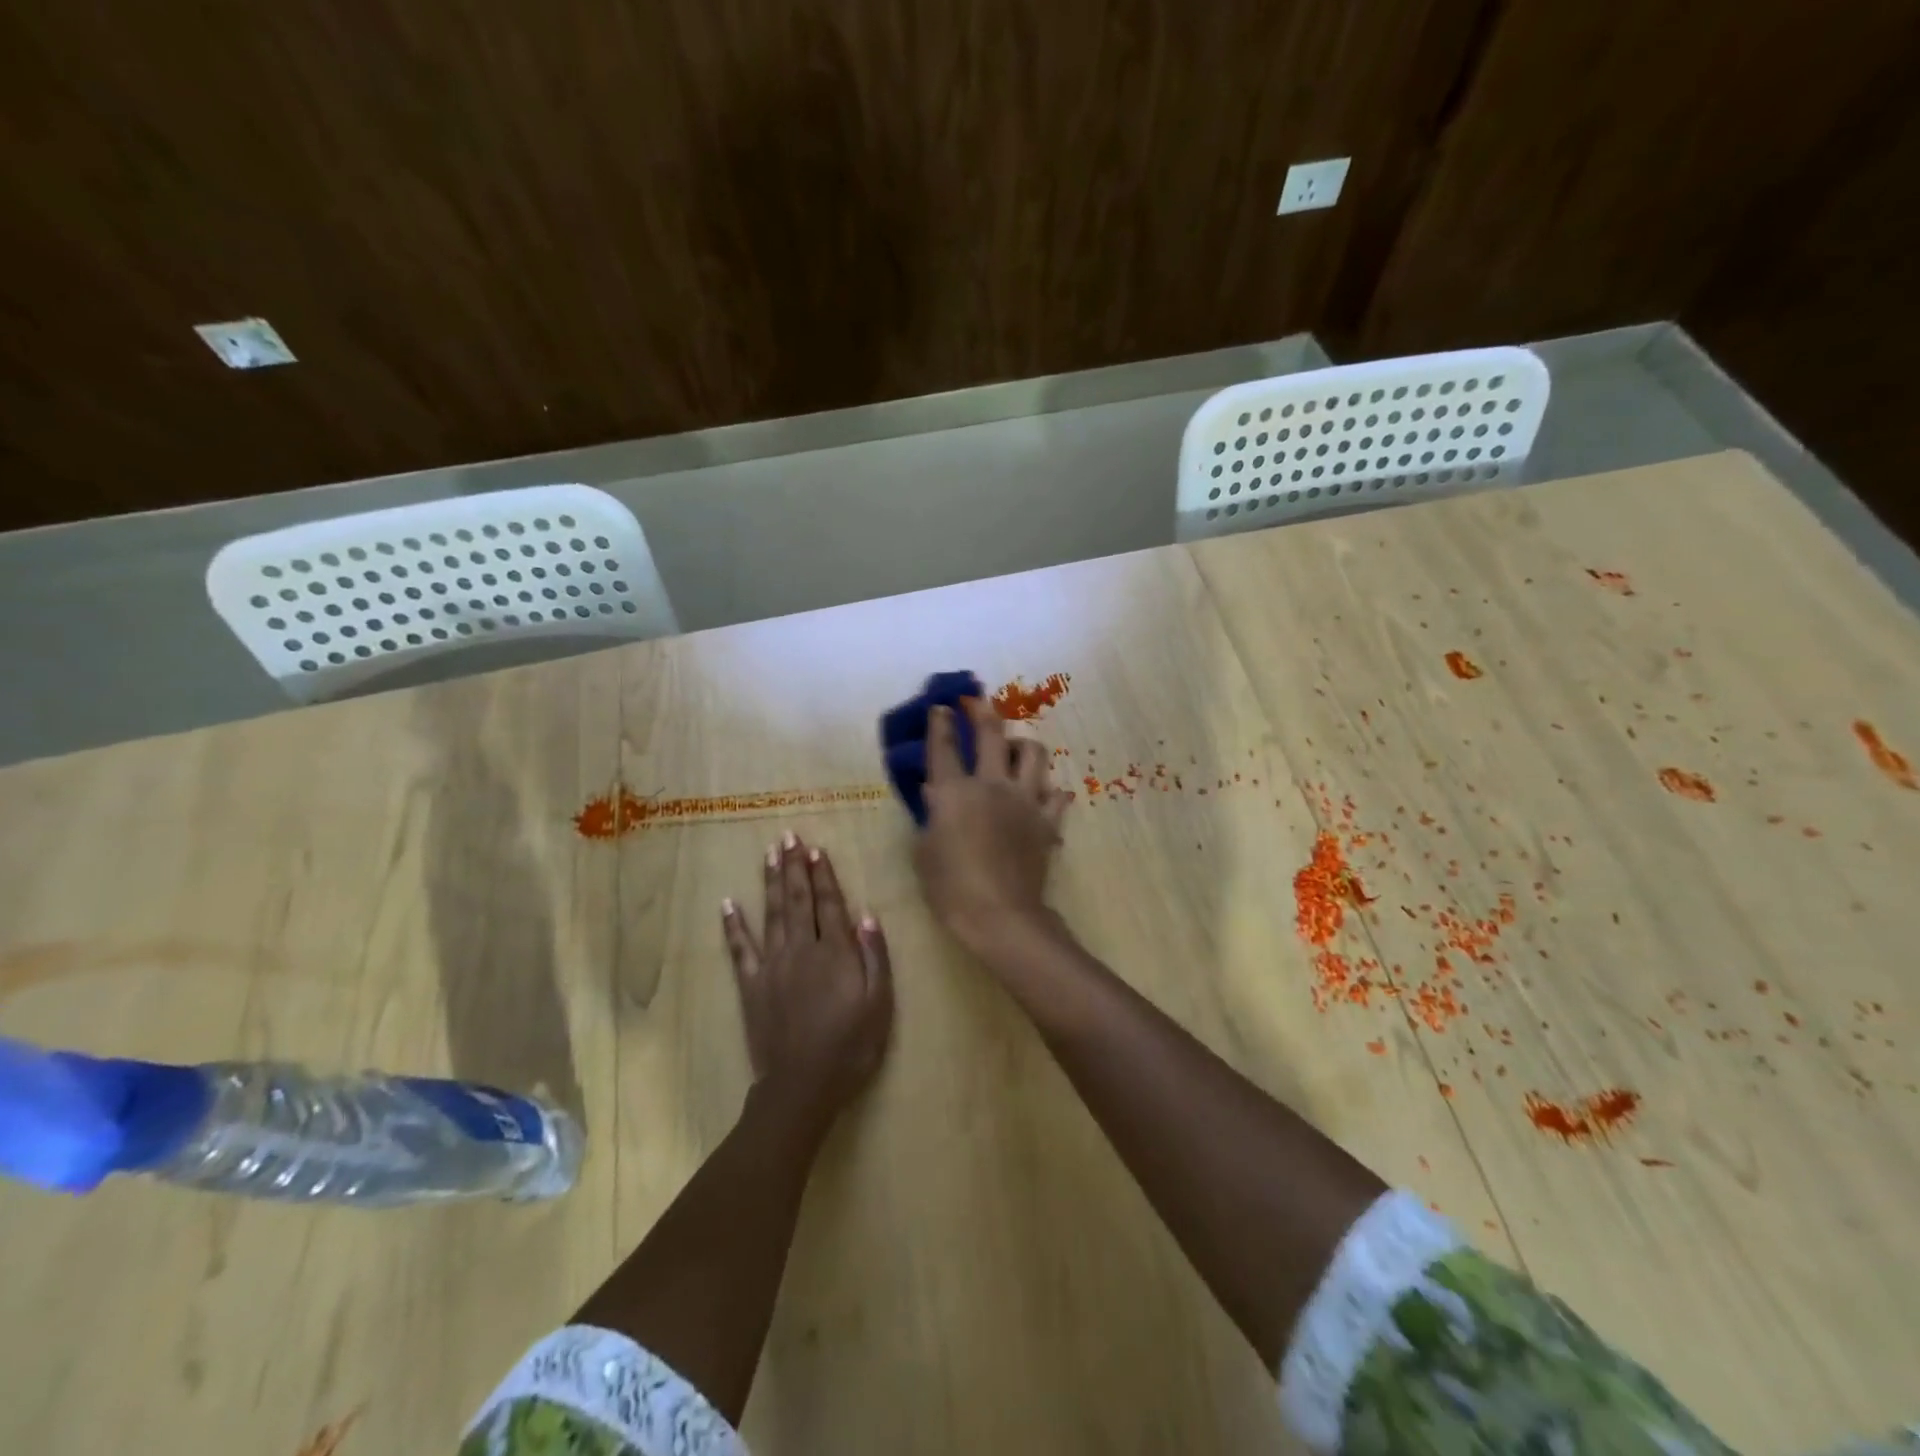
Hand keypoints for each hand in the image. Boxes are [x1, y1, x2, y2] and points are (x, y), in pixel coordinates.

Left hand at [723, 834, 893, 1123]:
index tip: (817, 849)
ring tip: (769, 853)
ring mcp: (772, 965)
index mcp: (834, 952)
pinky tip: (728, 903)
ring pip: (771, 914)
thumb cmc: (850, 1047)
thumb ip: (874, 957)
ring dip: (770, 881)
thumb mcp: (879, 1004)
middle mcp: (801, 949)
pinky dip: (733, 925)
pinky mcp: (751, 985)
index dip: (824, 875)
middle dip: (794, 866)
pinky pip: (740, 949)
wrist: (802, 1086)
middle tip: (789, 836)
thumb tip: (866, 916)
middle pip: (798, 900)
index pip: (829, 903)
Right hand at [914, 697, 1073, 955]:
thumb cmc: (951, 888)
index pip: (944, 747)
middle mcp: (991, 785)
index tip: (941, 707)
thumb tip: (935, 792)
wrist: (1000, 915)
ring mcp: (1025, 800)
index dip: (940, 723)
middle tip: (976, 702)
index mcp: (955, 792)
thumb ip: (930, 816)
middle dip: (982, 711)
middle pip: (991, 734)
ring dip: (1022, 745)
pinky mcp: (1047, 821)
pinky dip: (1050, 791)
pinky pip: (1056, 795)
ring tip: (1014, 750)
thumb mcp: (925, 851)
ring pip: (1033, 754)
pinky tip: (1045, 794)